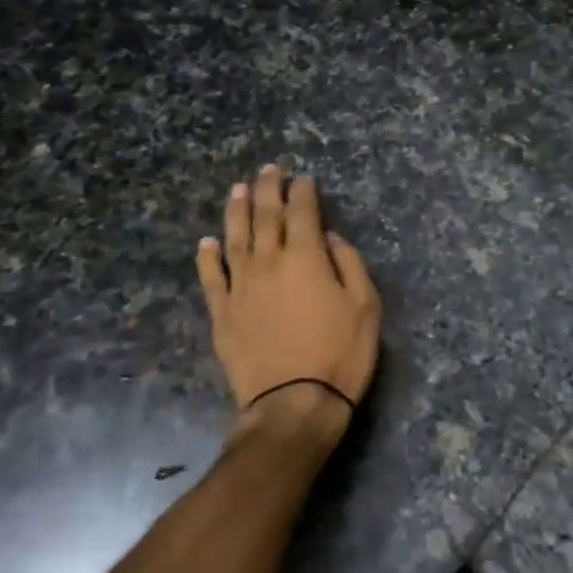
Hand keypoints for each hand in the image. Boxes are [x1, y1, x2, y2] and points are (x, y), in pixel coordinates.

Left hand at [196, 165, 381, 426]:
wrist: (294, 403)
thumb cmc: (340, 353)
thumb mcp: (365, 307)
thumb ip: (350, 265)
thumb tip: (330, 239)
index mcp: (305, 258)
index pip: (303, 212)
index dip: (303, 192)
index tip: (304, 178)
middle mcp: (268, 263)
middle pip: (265, 216)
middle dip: (268, 189)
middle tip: (269, 169)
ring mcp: (240, 288)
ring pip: (234, 239)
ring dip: (237, 211)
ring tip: (238, 190)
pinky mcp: (222, 314)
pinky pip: (211, 278)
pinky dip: (207, 258)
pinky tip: (206, 244)